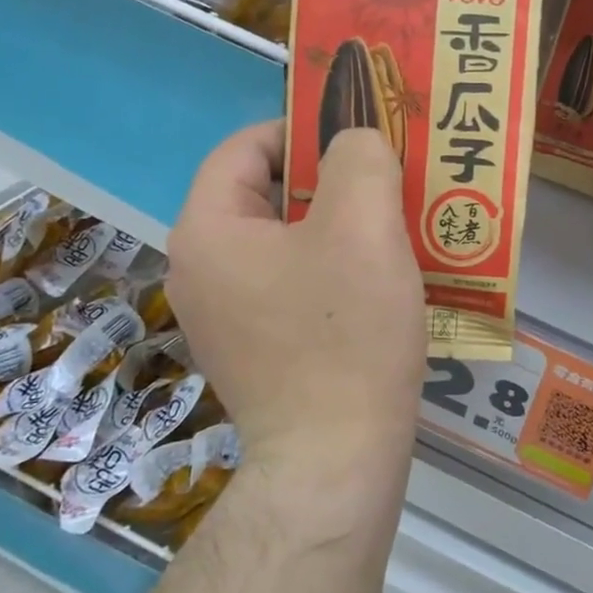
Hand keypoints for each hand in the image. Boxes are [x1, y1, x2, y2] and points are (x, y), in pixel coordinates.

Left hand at [164, 121, 425, 479]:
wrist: (335, 462)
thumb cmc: (346, 335)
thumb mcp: (363, 225)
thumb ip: (359, 158)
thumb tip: (354, 144)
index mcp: (208, 231)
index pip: (246, 148)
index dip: (304, 131)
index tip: (361, 140)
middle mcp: (199, 270)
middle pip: (265, 194)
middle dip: (329, 180)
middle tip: (389, 183)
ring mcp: (223, 316)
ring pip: (284, 241)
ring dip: (337, 225)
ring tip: (393, 228)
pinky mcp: (253, 349)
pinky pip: (290, 283)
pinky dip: (331, 268)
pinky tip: (377, 281)